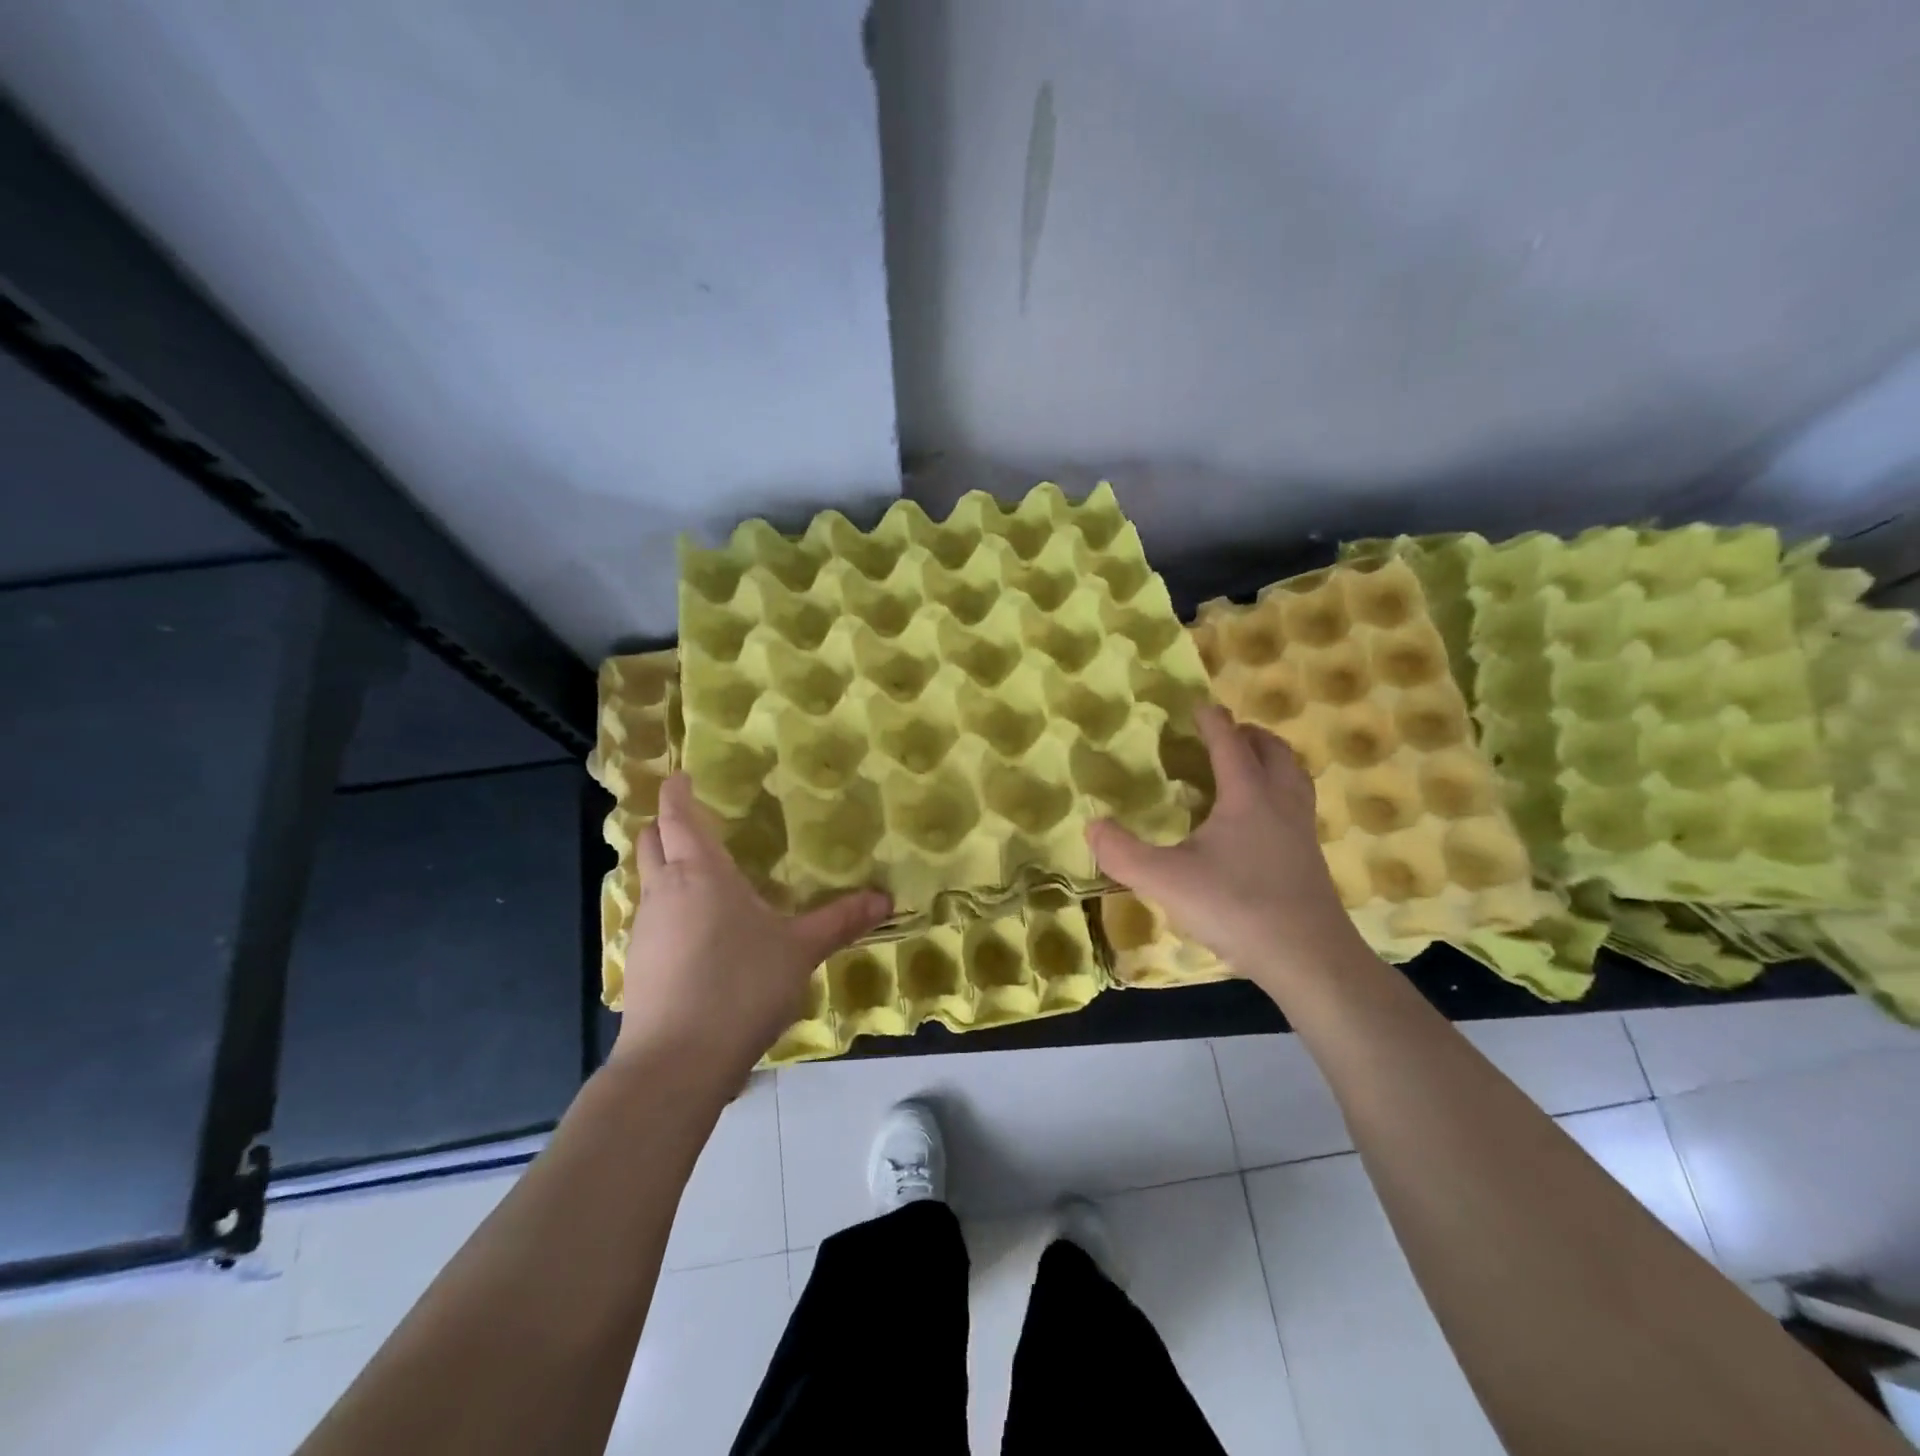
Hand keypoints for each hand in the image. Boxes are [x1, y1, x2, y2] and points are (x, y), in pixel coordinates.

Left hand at [614, 774, 890, 1083]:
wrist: (677, 1062)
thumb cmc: (741, 985)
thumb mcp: (800, 950)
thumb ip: (840, 921)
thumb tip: (886, 899)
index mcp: (701, 872)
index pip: (679, 816)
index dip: (677, 791)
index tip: (681, 775)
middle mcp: (665, 891)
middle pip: (651, 842)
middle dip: (665, 825)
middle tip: (691, 820)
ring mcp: (644, 930)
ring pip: (647, 881)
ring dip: (664, 867)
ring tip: (698, 875)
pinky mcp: (638, 965)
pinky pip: (649, 919)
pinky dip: (666, 908)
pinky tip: (695, 933)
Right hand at [1087, 704, 1369, 989]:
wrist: (1309, 958)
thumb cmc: (1237, 907)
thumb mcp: (1166, 881)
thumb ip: (1123, 853)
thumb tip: (1092, 825)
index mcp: (1247, 795)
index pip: (1229, 743)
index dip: (1212, 721)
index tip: (1199, 706)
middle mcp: (1280, 802)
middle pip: (1273, 751)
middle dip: (1249, 735)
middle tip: (1226, 734)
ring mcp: (1301, 831)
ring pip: (1294, 776)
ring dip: (1271, 761)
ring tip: (1247, 768)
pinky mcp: (1310, 859)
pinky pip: (1297, 806)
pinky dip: (1279, 794)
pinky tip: (1260, 822)